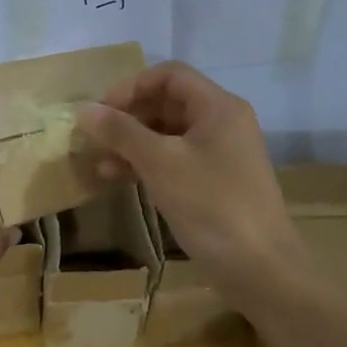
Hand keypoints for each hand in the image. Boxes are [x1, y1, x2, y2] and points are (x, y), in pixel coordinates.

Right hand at [76, 62, 301, 310]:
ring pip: (167, 134)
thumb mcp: (161, 164)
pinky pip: (174, 160)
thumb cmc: (212, 206)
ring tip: (99, 164)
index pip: (169, 75)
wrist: (262, 271)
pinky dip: (146, 165)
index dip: (131, 87)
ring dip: (132, 144)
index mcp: (218, 107)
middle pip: (167, 103)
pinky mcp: (214, 182)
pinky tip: (118, 179)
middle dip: (128, 117)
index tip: (101, 112)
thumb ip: (121, 132)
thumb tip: (84, 110)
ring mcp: (220, 154)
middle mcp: (222, 122)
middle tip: (95, 138)